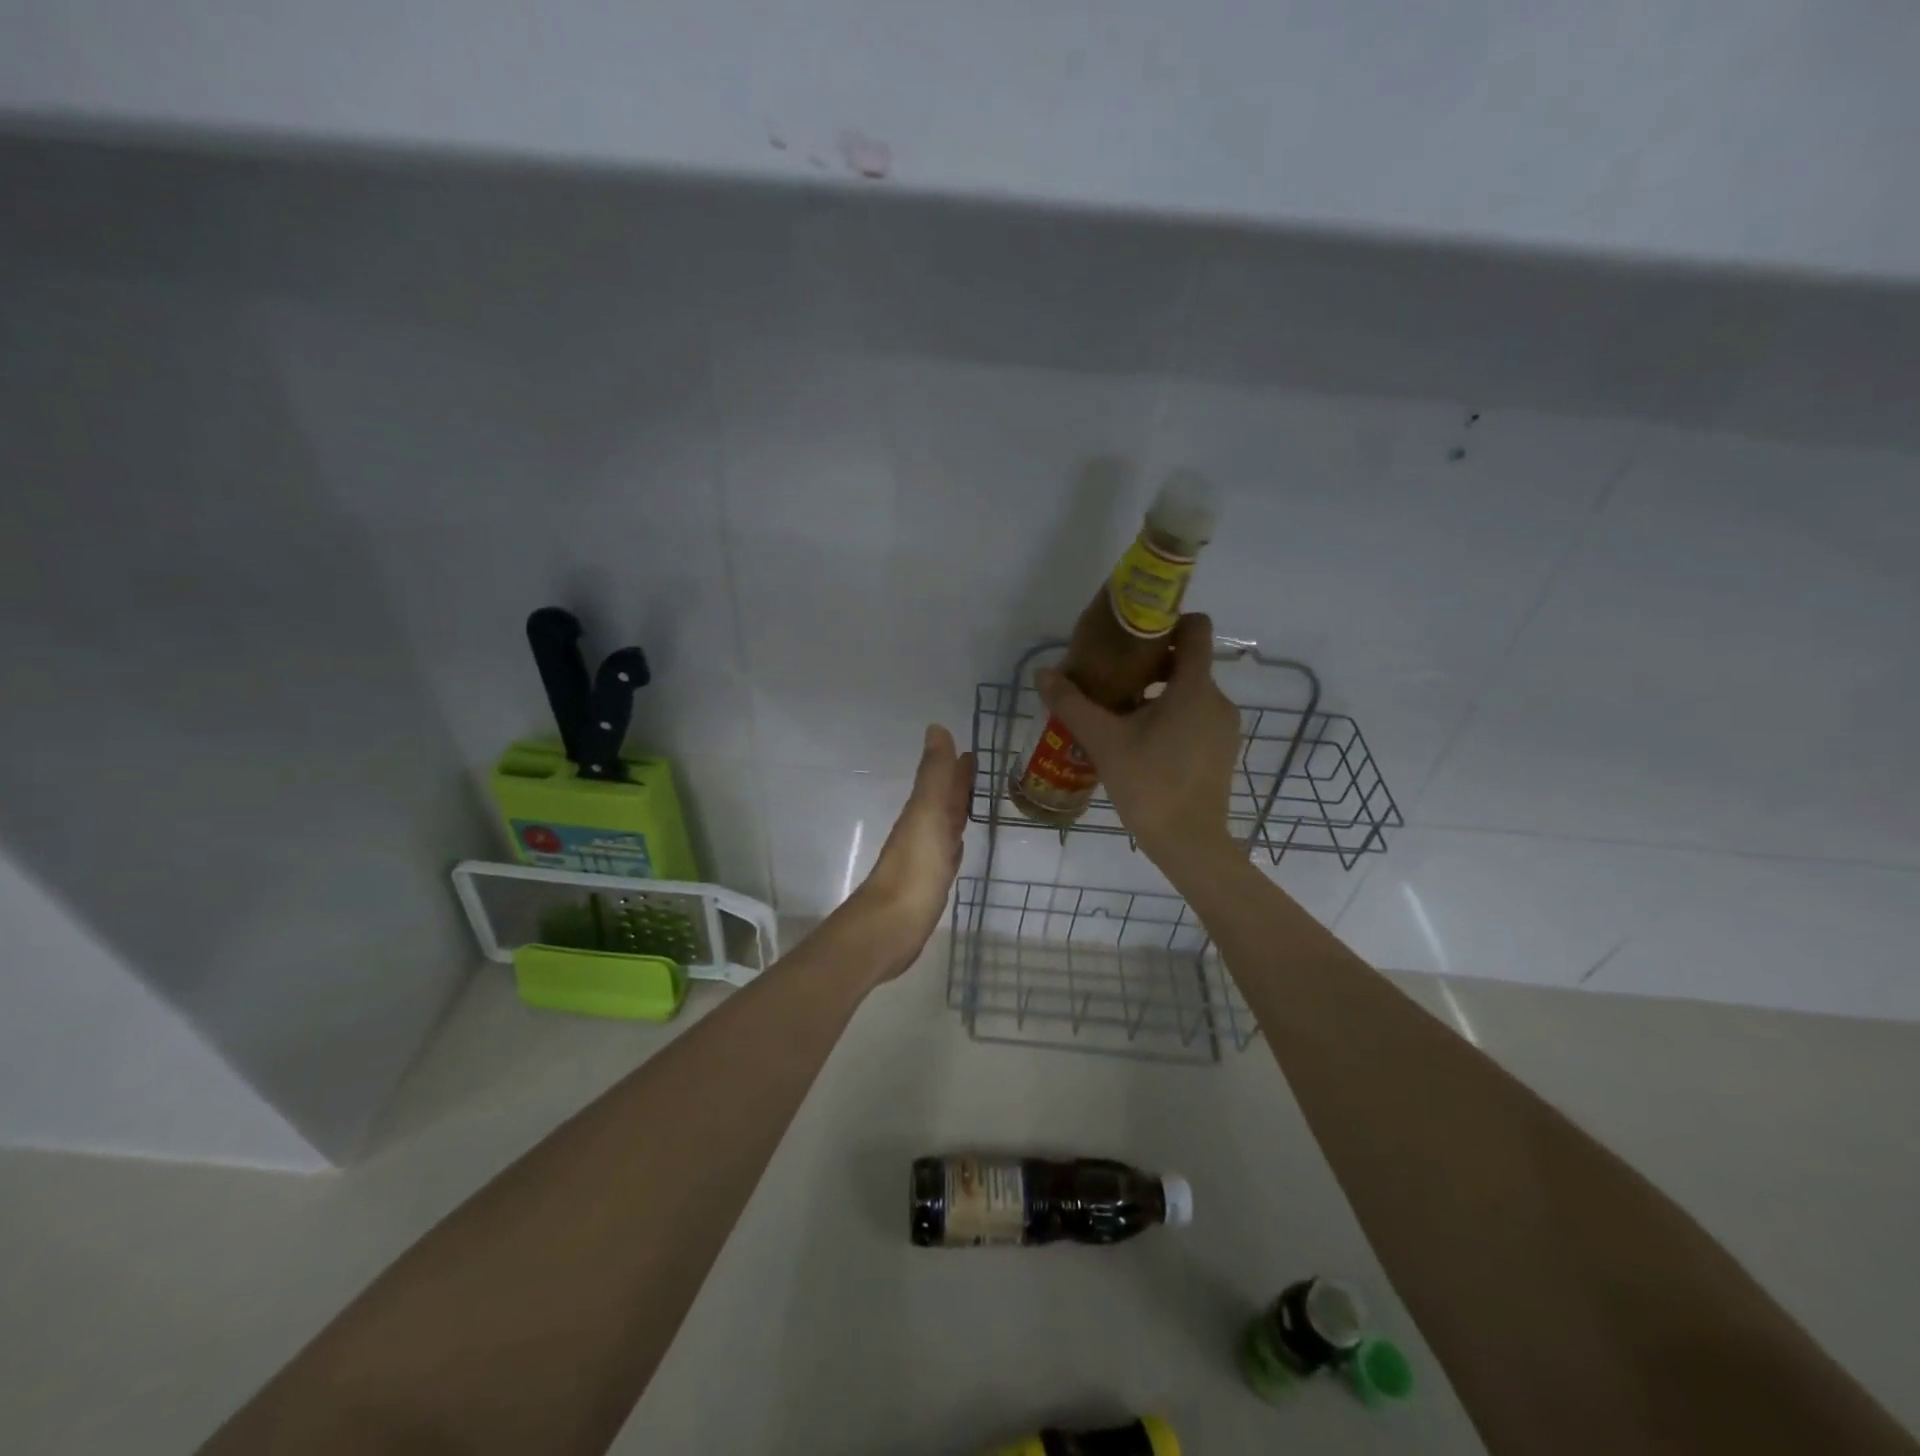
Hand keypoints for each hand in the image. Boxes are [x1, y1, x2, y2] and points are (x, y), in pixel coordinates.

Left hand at [840, 724, 974, 981]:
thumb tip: (936, 728)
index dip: (954, 767)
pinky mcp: (929, 886)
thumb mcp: (927, 814)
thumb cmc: (915, 869)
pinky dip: (953, 845)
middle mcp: (922, 832)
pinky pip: (945, 856)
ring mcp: (924, 860)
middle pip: (942, 802)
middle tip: (974, 769)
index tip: (970, 751)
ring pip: (944, 827)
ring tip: (970, 801)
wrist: (891, 927)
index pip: (942, 783)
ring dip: (956, 812)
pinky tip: (956, 847)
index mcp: (922, 813)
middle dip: (956, 785)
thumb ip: (934, 774)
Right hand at [1037, 612, 1240, 872]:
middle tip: (1113, 677)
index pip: (1195, 629)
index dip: (1168, 621)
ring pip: (1191, 692)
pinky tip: (1143, 740)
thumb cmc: (1148, 784)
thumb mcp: (1103, 741)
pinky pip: (1197, 716)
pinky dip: (1173, 715)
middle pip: (1188, 662)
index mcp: (1194, 687)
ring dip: (1159, 692)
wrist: (1189, 842)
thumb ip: (1072, 703)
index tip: (1134, 633)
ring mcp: (1224, 727)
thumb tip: (1043, 673)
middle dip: (1152, 663)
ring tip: (1122, 712)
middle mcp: (1217, 699)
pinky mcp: (1222, 749)